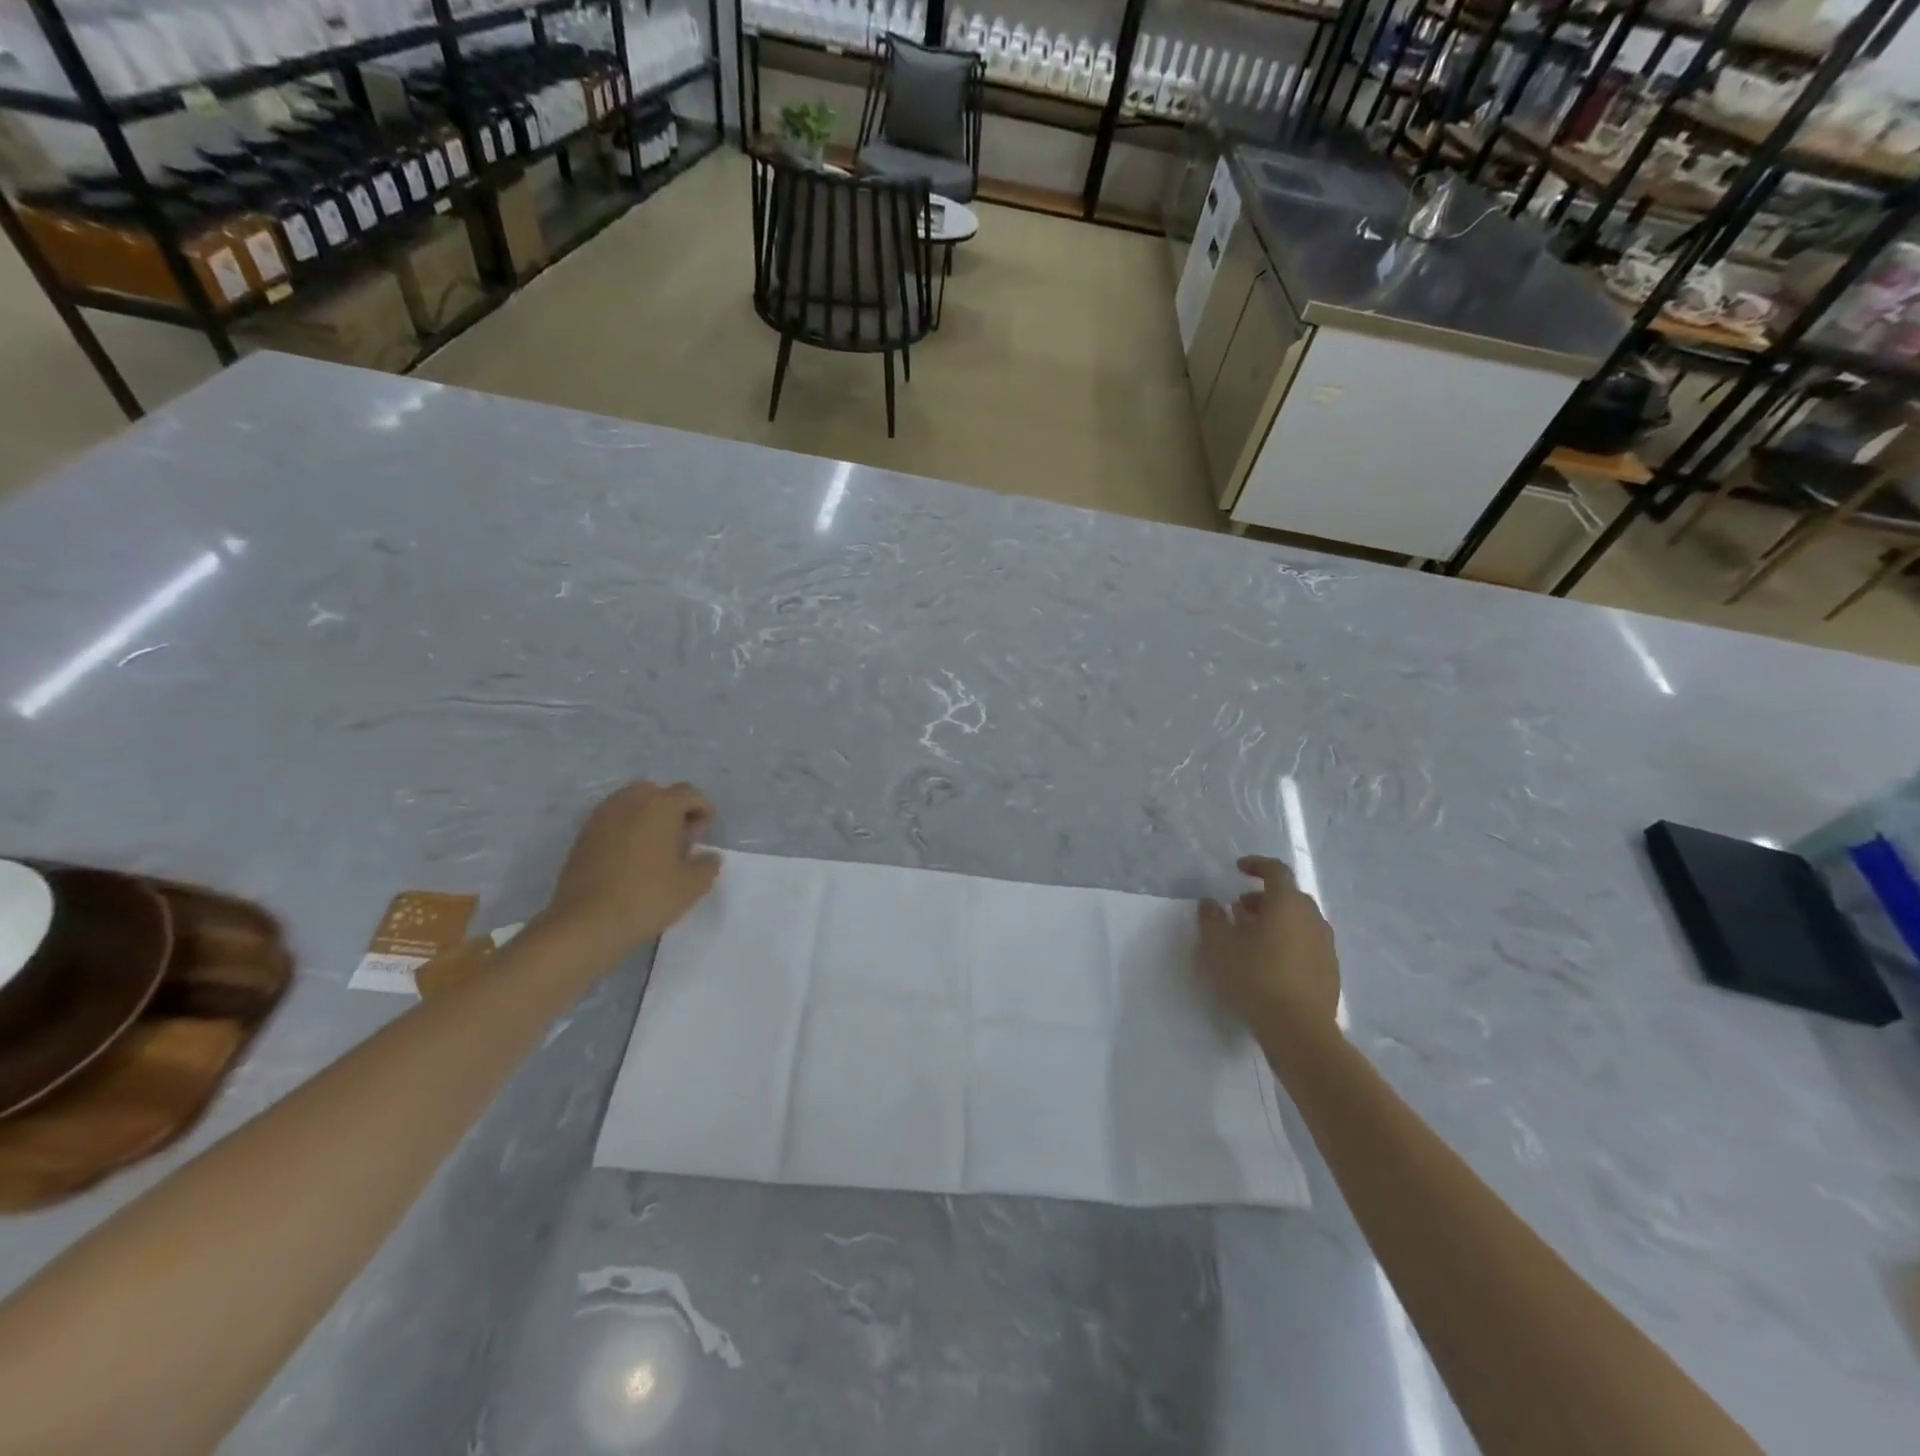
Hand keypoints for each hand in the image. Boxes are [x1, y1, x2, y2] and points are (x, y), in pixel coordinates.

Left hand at [540, 781, 720, 954]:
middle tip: (679, 837)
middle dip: (672, 808)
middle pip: (657, 792)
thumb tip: (708, 856)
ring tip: (654, 848)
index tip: (703, 835)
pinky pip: (612, 821)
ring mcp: (602, 817)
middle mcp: (630, 802)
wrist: (585, 923)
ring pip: (631, 803)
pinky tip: (630, 858)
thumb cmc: (646, 897)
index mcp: (661, 806)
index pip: (689, 793)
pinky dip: (626, 830)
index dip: (702, 810)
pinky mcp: (583, 836)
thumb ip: (707, 865)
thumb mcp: (692, 886)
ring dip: (647, 817)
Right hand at [1196, 856, 1339, 1035]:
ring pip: (1299, 920)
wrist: (1299, 1030)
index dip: (1257, 865)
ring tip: (1252, 936)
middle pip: (1289, 896)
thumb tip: (1210, 903)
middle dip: (1264, 897)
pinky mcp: (1330, 970)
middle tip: (1240, 908)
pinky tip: (1270, 962)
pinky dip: (1288, 940)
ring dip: (1276, 920)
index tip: (1239, 868)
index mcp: (1287, 904)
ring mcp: (1325, 945)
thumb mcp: (1219, 946)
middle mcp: (1311, 918)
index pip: (1276, 871)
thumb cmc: (1255, 978)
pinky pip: (1307, 943)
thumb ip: (1211, 918)